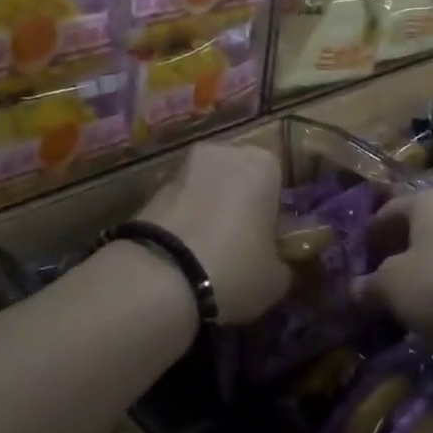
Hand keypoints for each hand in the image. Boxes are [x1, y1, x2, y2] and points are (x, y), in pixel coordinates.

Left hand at [138, 143, 290, 323]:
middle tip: (242, 245)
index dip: (275, 213)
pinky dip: (185, 222)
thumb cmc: (235, 268)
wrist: (158, 277)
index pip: (278, 181)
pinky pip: (180, 204)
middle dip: (240, 204)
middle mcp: (223, 153)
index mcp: (263, 163)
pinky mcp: (150, 189)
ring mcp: (182, 167)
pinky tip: (185, 255)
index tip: (271, 241)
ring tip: (210, 254)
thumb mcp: (276, 278)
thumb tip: (276, 261)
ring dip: (210, 211)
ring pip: (206, 188)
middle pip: (239, 177)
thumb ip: (282, 261)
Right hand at [351, 188, 432, 348]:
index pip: (387, 211)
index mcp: (428, 201)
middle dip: (395, 258)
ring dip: (422, 279)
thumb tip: (355, 288)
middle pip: (417, 232)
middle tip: (375, 287)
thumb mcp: (394, 287)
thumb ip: (370, 286)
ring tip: (404, 309)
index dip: (368, 236)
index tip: (355, 262)